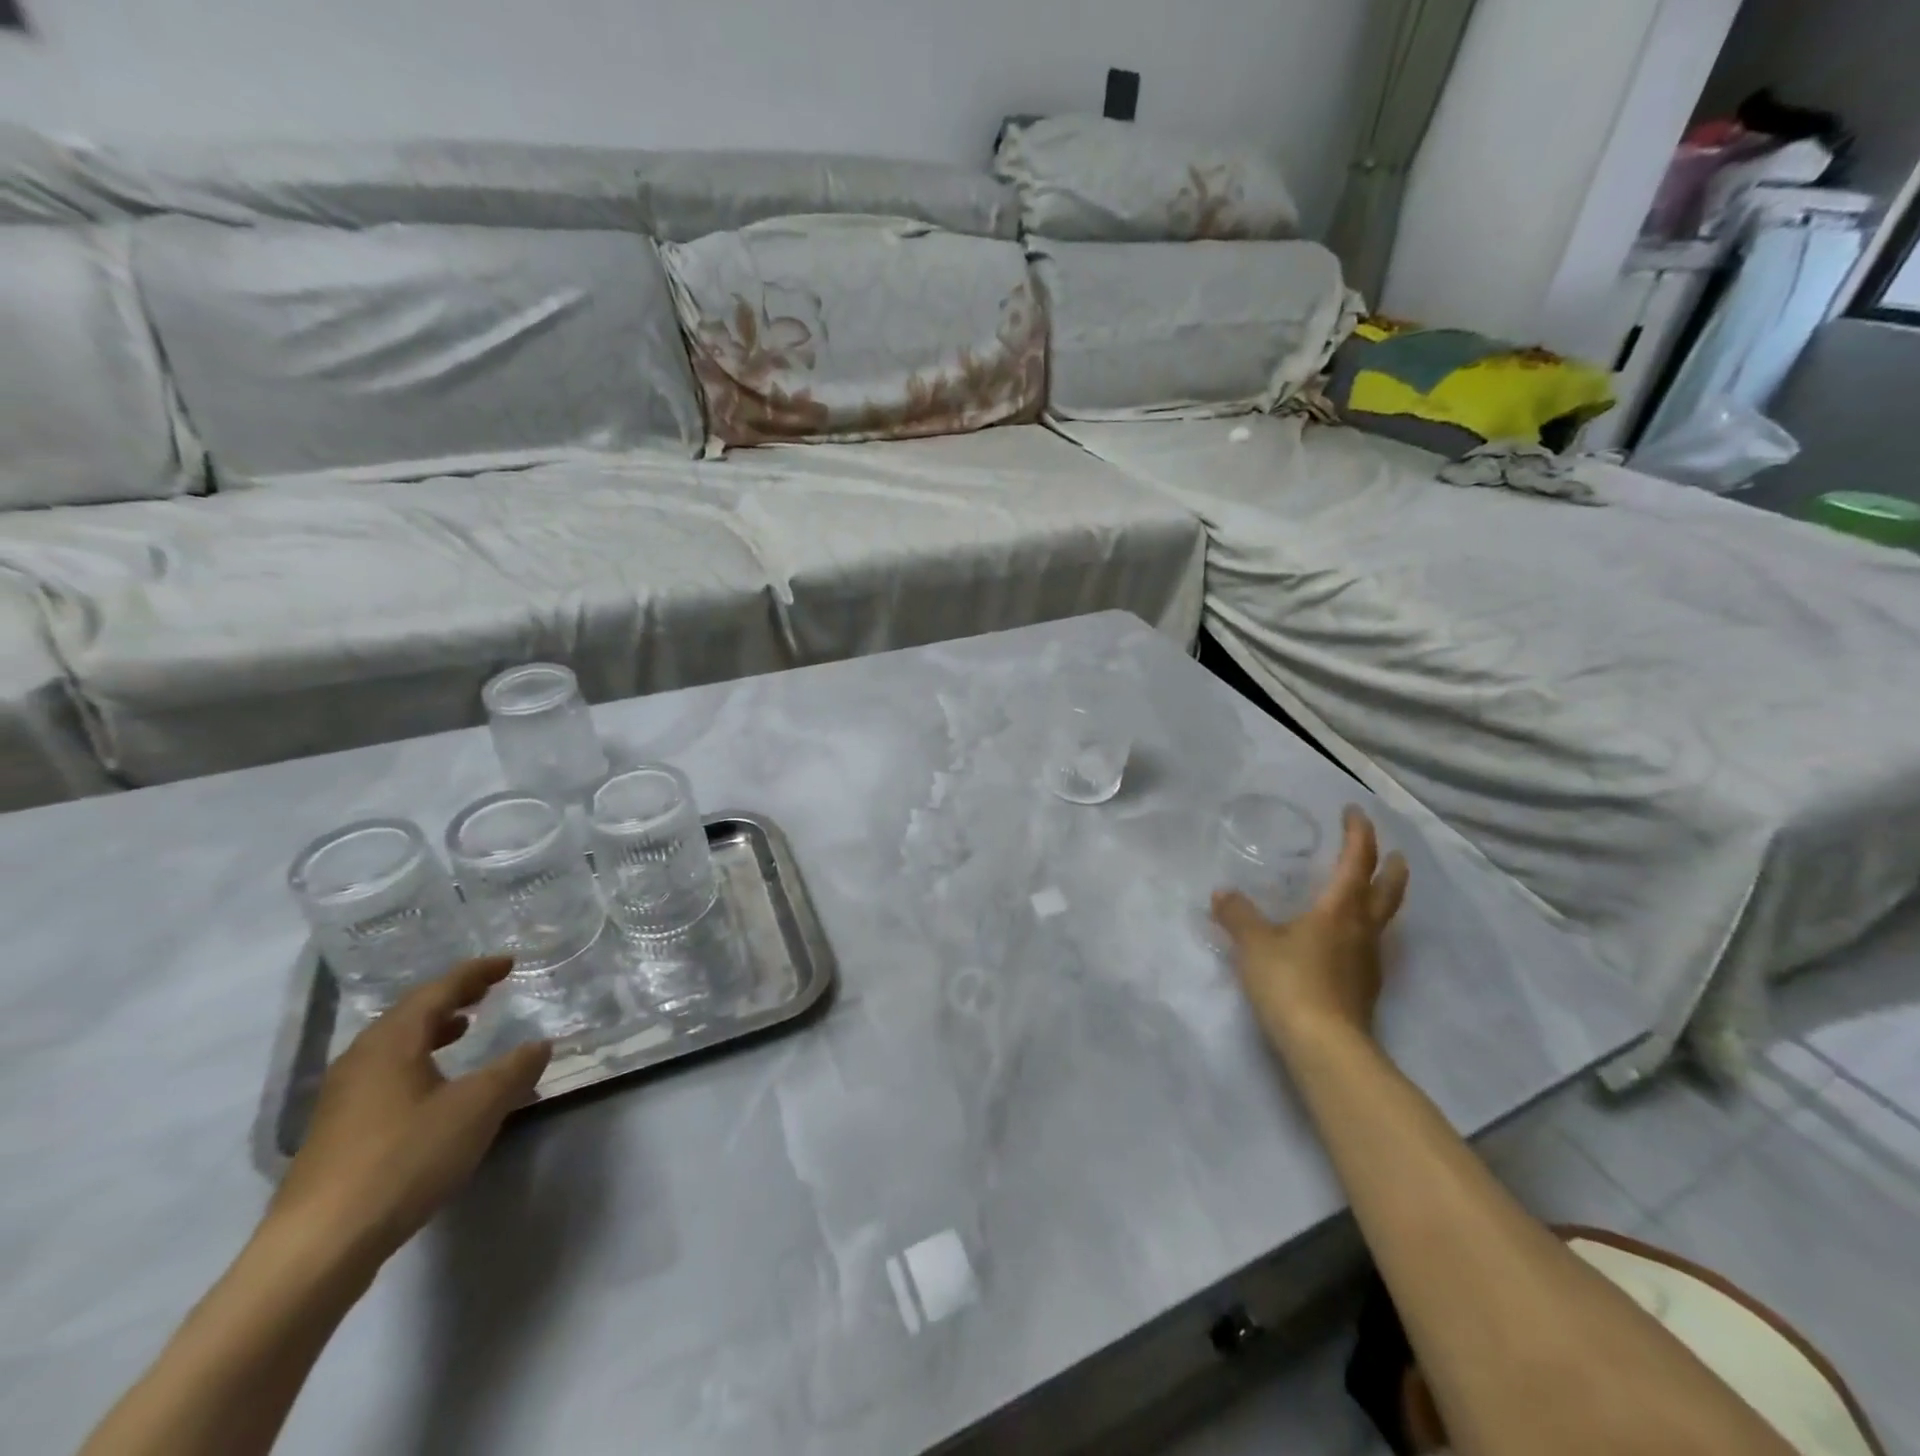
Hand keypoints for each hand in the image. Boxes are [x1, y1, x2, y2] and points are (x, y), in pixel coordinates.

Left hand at [268, 957, 552, 1267]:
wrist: (318, 1249)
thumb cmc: (405, 1159)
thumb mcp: (478, 1108)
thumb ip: (514, 1070)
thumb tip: (539, 1044)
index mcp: (392, 1042)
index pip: (439, 990)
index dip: (476, 973)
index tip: (508, 963)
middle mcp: (361, 1060)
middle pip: (410, 1013)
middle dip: (452, 997)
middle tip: (487, 990)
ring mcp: (342, 1098)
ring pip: (394, 1046)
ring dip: (432, 1030)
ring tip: (463, 1029)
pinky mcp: (337, 1133)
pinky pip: (386, 1074)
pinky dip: (418, 1061)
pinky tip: (434, 1087)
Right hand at [1213, 806, 1409, 1050]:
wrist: (1325, 1047)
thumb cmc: (1290, 982)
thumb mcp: (1254, 944)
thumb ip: (1238, 915)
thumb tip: (1222, 894)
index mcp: (1340, 909)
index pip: (1357, 860)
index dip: (1358, 833)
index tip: (1354, 812)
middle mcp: (1362, 929)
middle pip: (1387, 890)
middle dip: (1389, 866)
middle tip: (1391, 851)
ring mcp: (1368, 961)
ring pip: (1383, 918)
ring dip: (1381, 898)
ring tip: (1368, 891)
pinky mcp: (1364, 988)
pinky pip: (1369, 945)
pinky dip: (1363, 929)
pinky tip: (1344, 939)